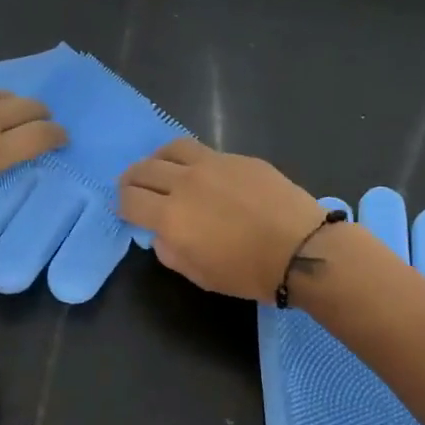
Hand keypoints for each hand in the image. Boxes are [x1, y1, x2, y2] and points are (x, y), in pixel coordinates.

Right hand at [118, 139, 332, 300]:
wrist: (302, 249)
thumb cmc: (249, 273)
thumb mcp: (200, 275)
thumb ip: (171, 251)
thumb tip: (162, 234)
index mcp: (171, 217)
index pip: (129, 200)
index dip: (122, 206)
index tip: (127, 211)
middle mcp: (185, 183)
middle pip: (144, 169)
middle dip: (133, 180)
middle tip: (135, 189)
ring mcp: (214, 164)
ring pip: (172, 149)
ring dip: (158, 159)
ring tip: (162, 170)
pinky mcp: (239, 158)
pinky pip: (204, 152)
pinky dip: (191, 161)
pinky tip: (202, 174)